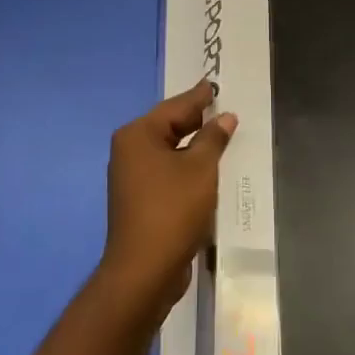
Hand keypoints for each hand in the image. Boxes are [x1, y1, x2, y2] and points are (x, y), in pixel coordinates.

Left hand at [101, 80, 237, 314]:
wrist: (144, 270)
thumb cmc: (172, 209)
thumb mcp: (200, 168)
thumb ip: (213, 138)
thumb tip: (224, 117)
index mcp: (138, 135)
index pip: (175, 107)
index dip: (199, 97)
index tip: (215, 84)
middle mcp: (129, 151)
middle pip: (169, 127)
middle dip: (197, 120)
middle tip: (223, 108)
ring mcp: (132, 177)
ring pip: (169, 151)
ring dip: (194, 147)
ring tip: (222, 137)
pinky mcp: (140, 201)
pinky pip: (168, 173)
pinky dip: (187, 168)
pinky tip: (208, 170)